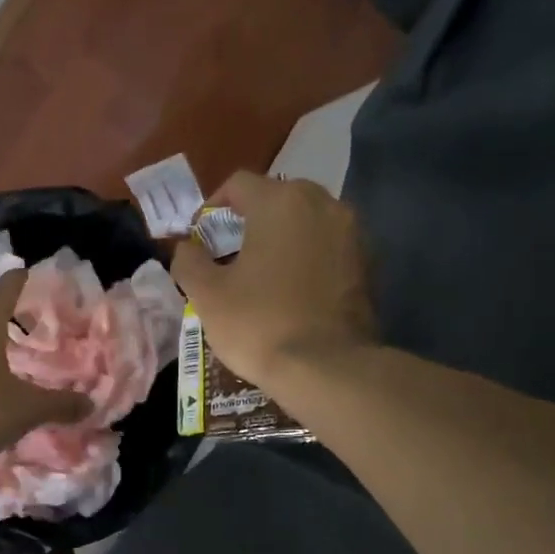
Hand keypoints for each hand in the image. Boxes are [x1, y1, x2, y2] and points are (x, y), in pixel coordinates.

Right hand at [171, 172, 376, 395]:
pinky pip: (328, 245)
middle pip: (276, 197)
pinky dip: (309, 256)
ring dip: (282, 236)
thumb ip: (188, 260)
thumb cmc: (259, 323)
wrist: (327, 368)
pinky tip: (294, 289)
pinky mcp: (368, 262)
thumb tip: (185, 248)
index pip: (238, 184)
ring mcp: (352, 232)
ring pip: (306, 221)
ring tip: (263, 272)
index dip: (212, 208)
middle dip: (250, 219)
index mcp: (280, 201)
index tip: (201, 240)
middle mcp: (322, 203)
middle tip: (230, 254)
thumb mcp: (207, 294)